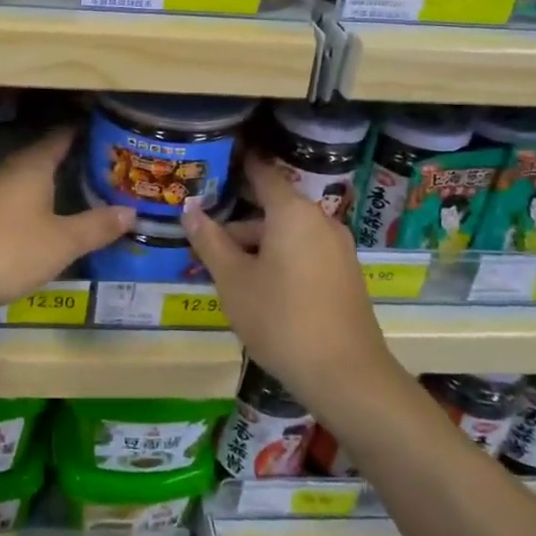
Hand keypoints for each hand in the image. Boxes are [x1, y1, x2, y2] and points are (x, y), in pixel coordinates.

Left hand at [0, 127, 134, 319]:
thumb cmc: (12, 249)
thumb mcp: (64, 241)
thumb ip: (98, 225)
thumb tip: (131, 211)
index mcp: (33, 164)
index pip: (63, 136)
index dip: (87, 132)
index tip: (114, 135)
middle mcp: (12, 169)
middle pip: (48, 155)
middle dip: (77, 159)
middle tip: (112, 167)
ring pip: (34, 177)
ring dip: (59, 181)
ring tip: (91, 190)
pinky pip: (22, 196)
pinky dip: (43, 200)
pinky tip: (56, 217)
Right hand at [183, 154, 393, 401]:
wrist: (346, 376)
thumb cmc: (281, 319)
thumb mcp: (233, 280)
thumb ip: (209, 240)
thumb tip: (189, 208)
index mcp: (293, 212)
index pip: (261, 172)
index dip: (237, 164)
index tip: (214, 159)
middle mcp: (319, 220)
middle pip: (271, 207)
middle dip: (236, 219)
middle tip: (202, 230)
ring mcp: (337, 248)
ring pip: (286, 233)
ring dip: (255, 243)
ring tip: (221, 268)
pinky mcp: (344, 274)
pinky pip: (303, 252)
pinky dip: (277, 258)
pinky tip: (255, 286)